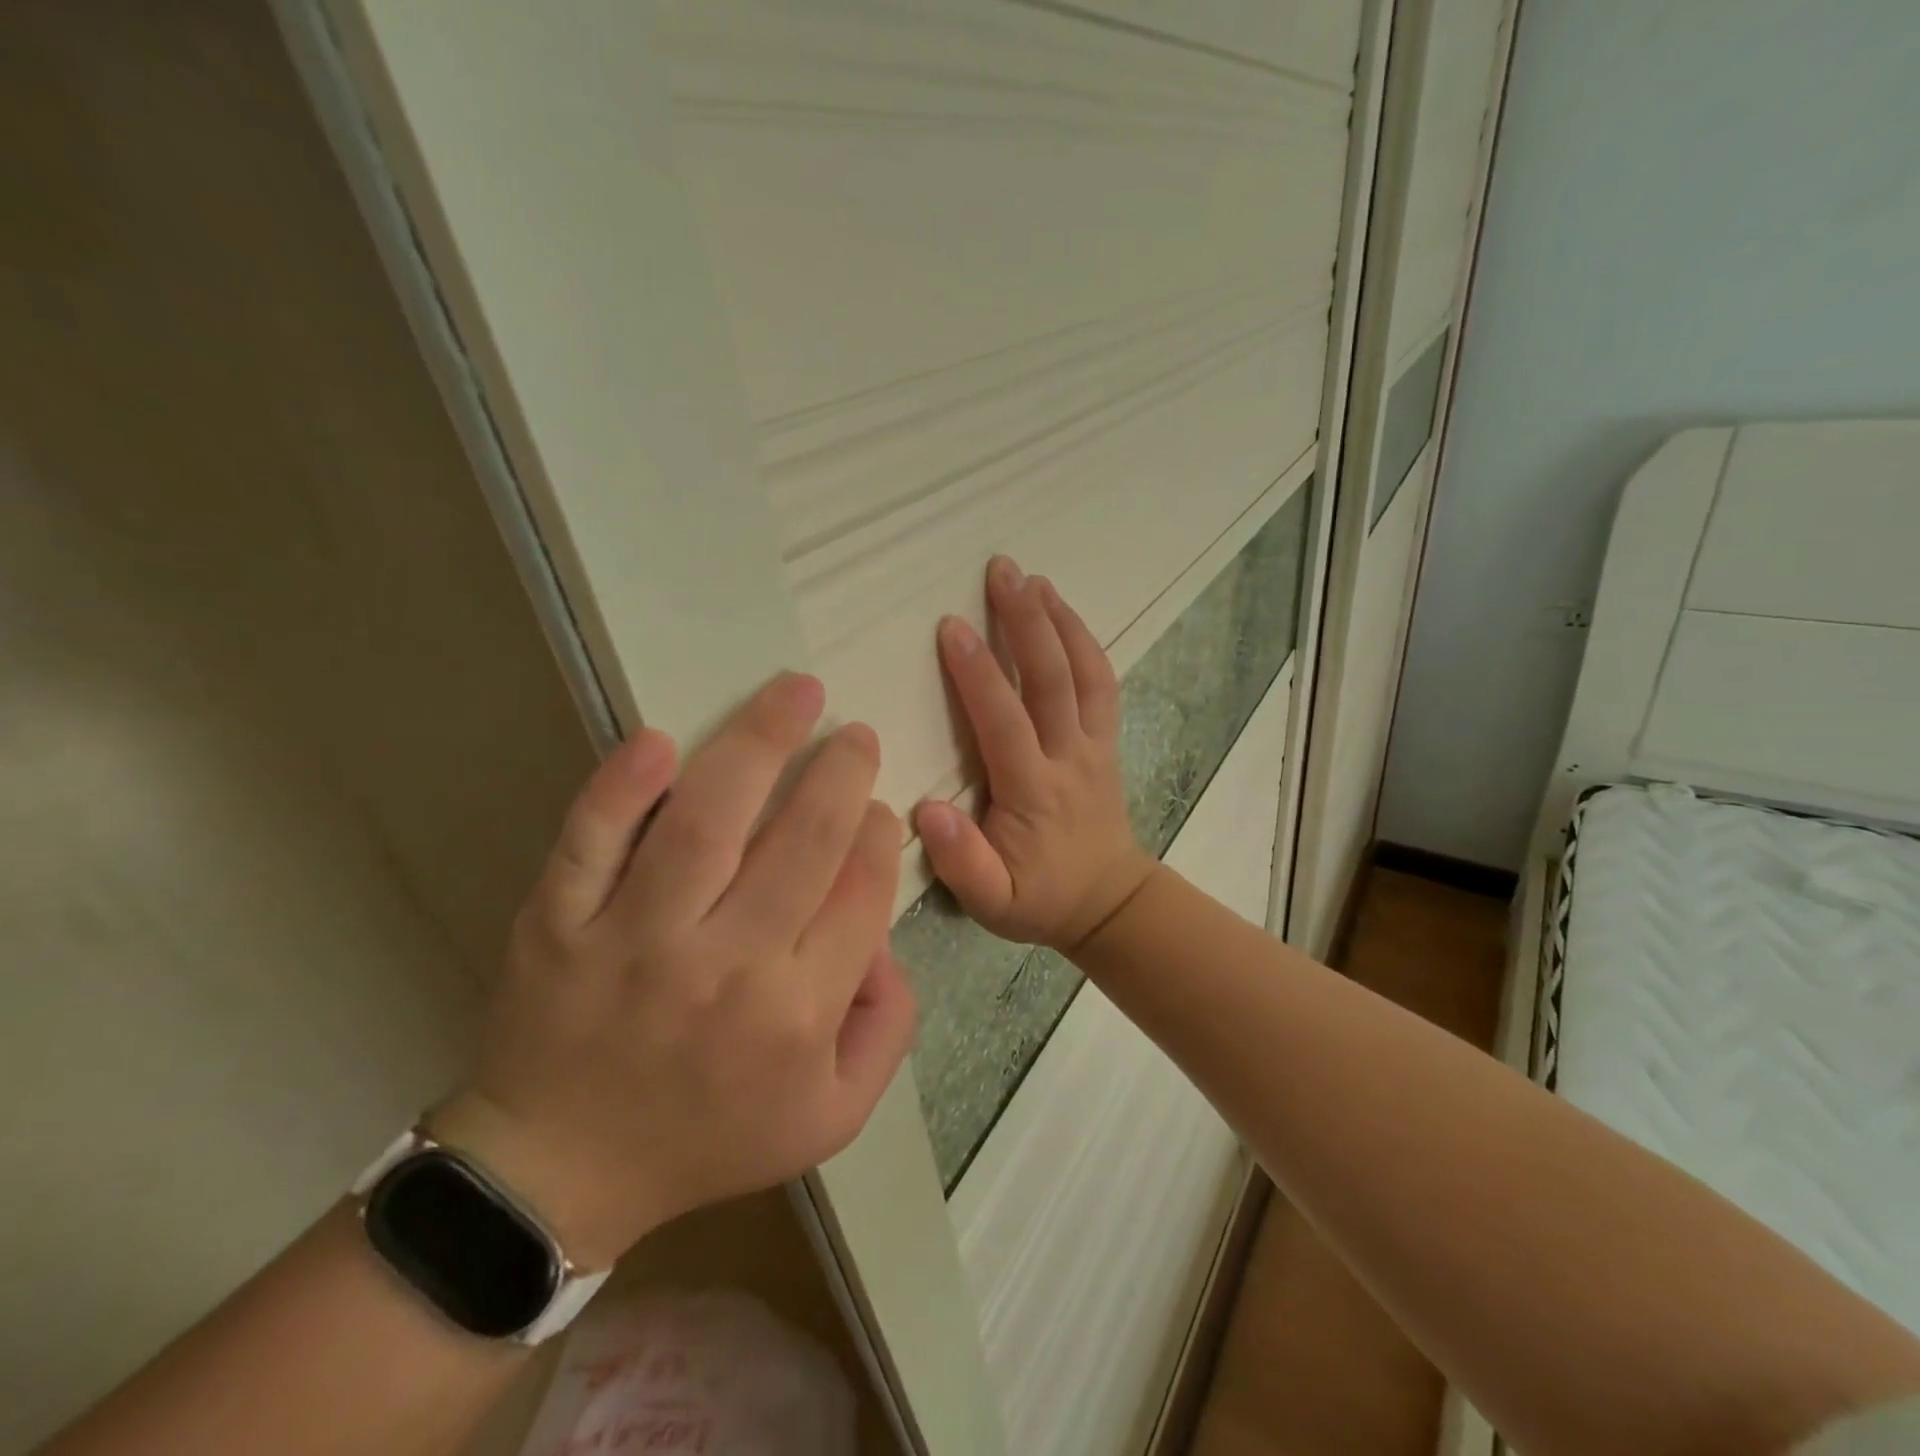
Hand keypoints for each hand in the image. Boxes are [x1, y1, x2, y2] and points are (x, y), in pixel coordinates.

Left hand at [432, 673, 915, 1267]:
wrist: (561, 1173)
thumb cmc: (710, 1137)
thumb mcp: (833, 1113)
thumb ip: (888, 1025)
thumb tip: (883, 933)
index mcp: (798, 1013)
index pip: (860, 892)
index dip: (880, 835)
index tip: (879, 808)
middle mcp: (726, 967)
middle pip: (802, 842)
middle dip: (841, 773)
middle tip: (854, 734)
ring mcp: (635, 939)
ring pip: (707, 822)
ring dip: (759, 743)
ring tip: (796, 692)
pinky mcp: (560, 923)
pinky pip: (591, 844)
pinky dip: (621, 789)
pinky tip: (660, 740)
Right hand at [914, 556, 1155, 955]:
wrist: (1109, 902)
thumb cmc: (1040, 899)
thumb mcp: (993, 903)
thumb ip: (962, 863)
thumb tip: (928, 811)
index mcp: (1033, 793)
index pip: (1004, 723)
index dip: (978, 675)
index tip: (952, 627)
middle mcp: (1068, 758)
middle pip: (1051, 681)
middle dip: (1025, 622)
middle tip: (1001, 570)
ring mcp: (1094, 746)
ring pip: (1084, 674)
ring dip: (1059, 621)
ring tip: (1032, 577)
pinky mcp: (1106, 741)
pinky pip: (1102, 684)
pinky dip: (1084, 642)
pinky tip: (1062, 612)